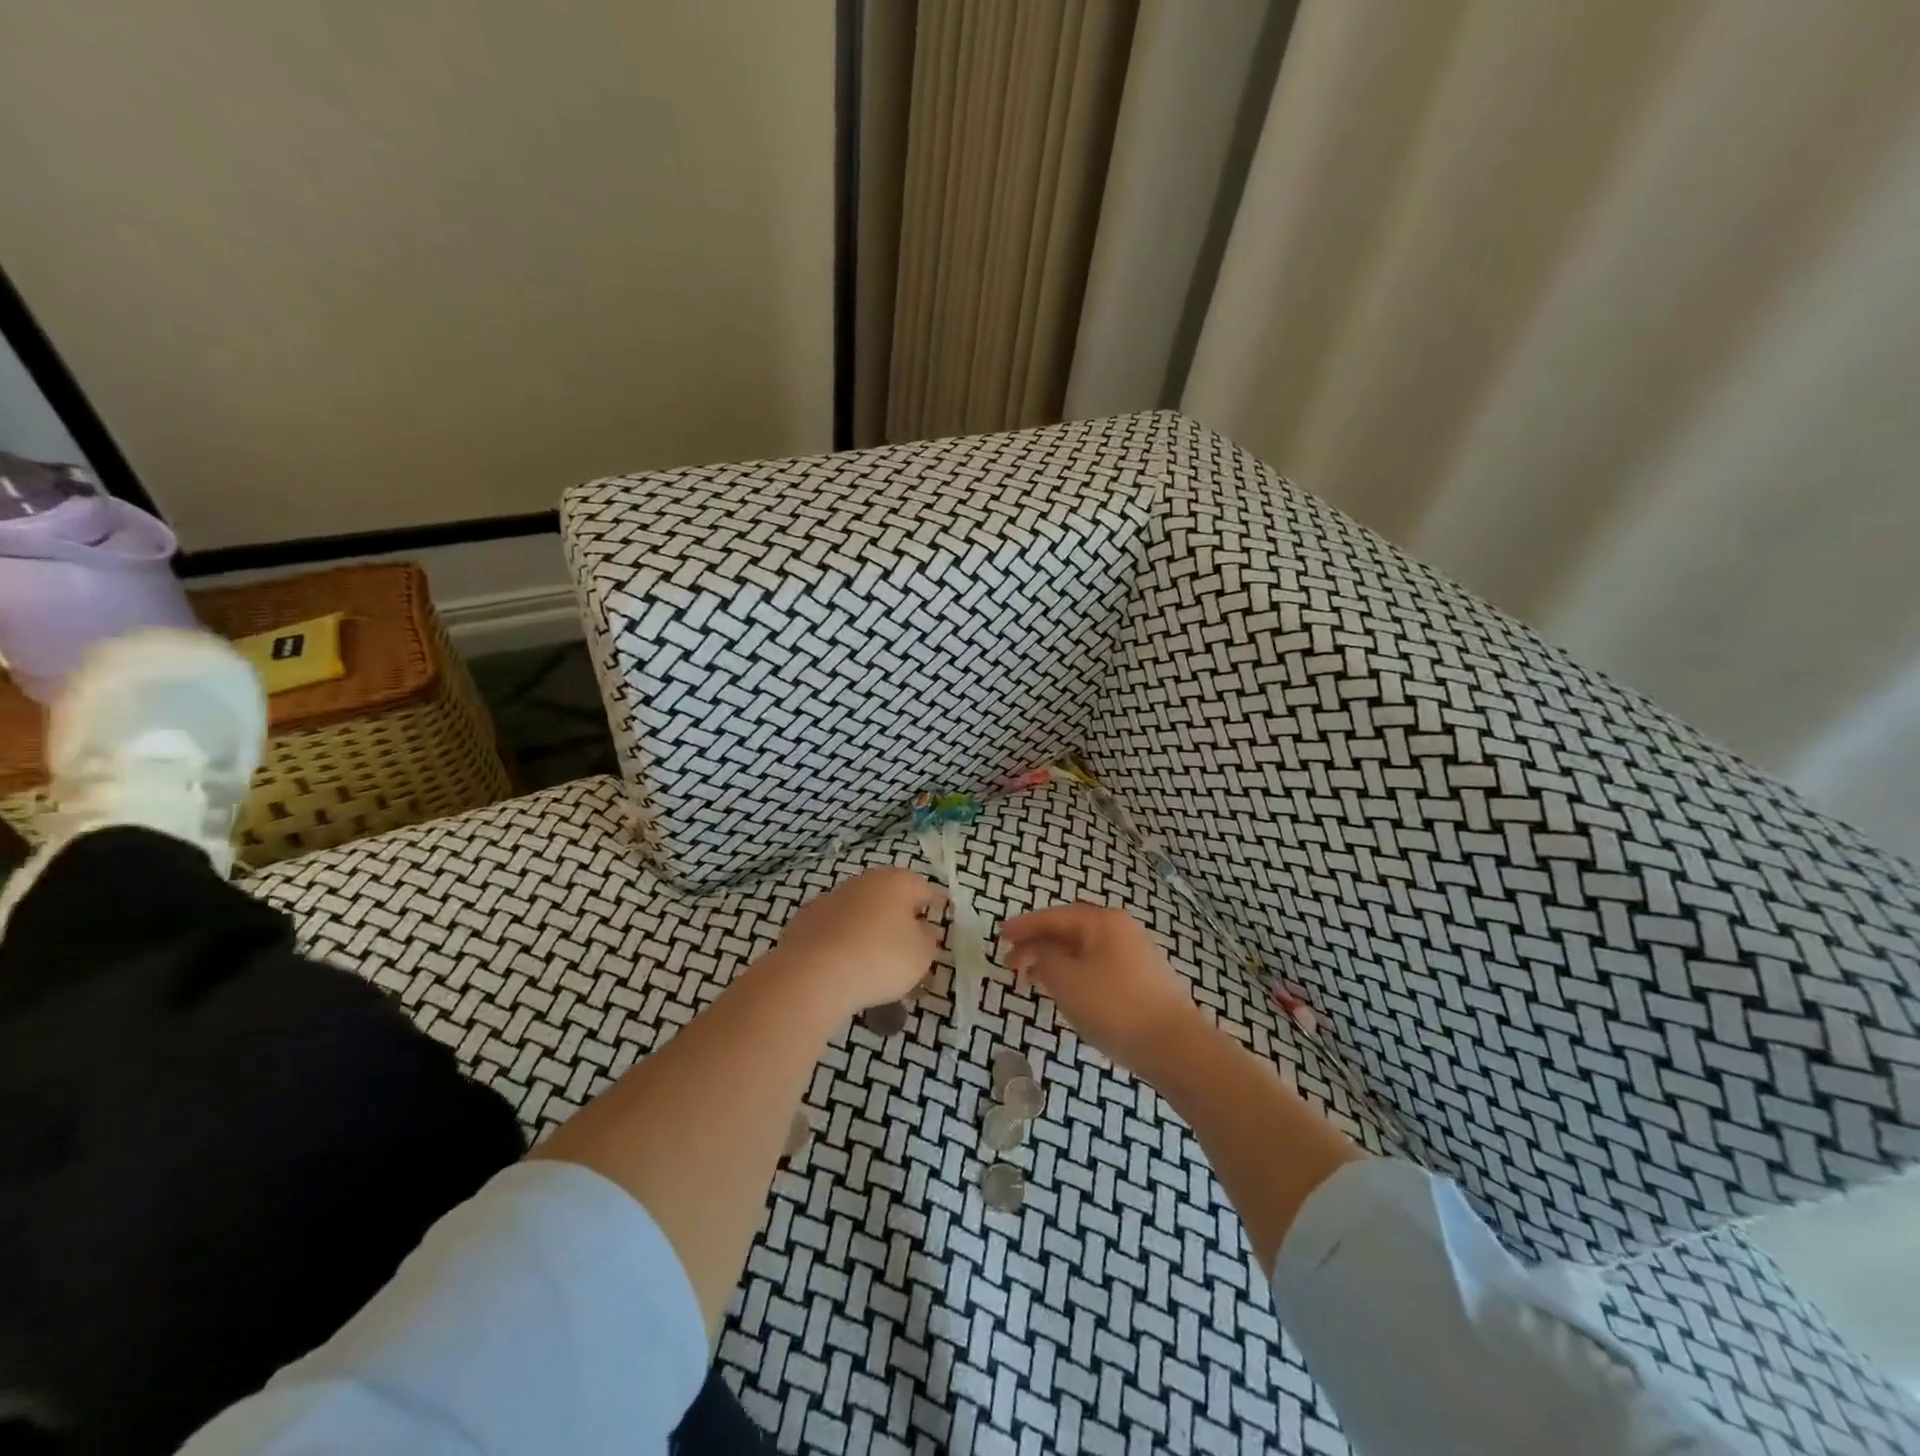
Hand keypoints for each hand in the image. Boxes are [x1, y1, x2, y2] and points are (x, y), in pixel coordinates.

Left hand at [774, 866, 942, 1020]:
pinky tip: (844, 968)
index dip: (934, 909)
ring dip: (870, 930)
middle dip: (900, 921)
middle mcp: (864, 881)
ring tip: (874, 965)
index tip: (936, 930)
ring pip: (860, 913)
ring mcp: (831, 898)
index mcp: (897, 882)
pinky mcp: (805, 920)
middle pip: (890, 898)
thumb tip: (922, 929)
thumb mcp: (921, 955)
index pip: (925, 889)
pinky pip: (835, 930)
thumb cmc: (880, 958)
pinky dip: (843, 943)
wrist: (812, 974)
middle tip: (907, 951)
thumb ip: (928, 939)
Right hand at [1000, 902, 1208, 1077]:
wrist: (1175, 1047)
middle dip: (1037, 945)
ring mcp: (1135, 955)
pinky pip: (1097, 967)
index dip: (1022, 926)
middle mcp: (1120, 929)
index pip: (1052, 917)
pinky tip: (1066, 993)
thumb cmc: (1114, 1006)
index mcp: (1101, 921)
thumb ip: (1044, 957)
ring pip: (1083, 951)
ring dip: (1054, 961)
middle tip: (1010, 963)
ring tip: (1031, 980)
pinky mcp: (1142, 981)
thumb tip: (1040, 949)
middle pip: (1069, 931)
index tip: (998, 937)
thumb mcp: (1066, 979)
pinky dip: (1074, 975)